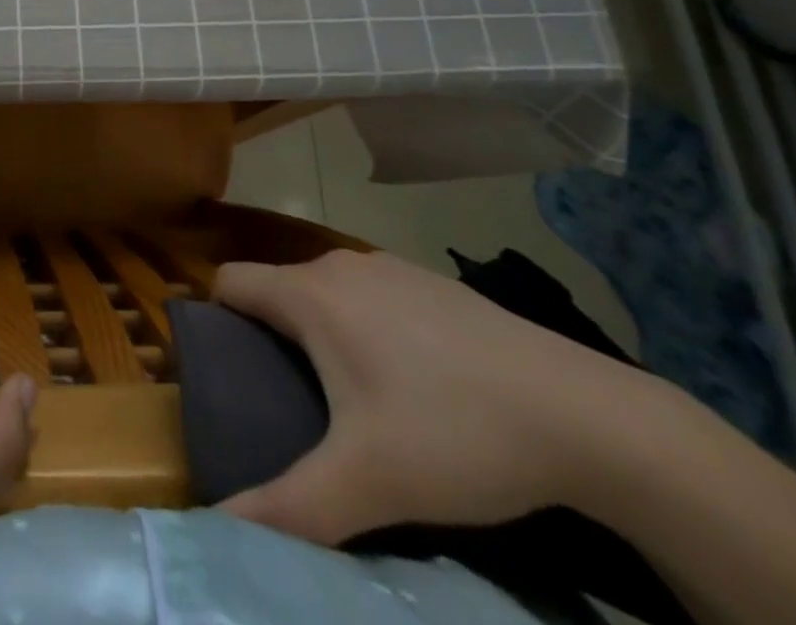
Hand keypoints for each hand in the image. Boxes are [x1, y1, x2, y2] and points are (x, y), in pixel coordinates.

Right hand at [213, 249, 670, 545]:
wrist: (581, 412)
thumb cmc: (454, 432)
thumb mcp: (367, 483)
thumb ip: (288, 508)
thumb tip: (217, 530)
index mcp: (310, 295)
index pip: (230, 282)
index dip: (214, 320)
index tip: (224, 371)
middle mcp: (340, 266)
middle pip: (277, 290)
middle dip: (268, 336)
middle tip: (284, 404)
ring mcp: (389, 267)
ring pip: (325, 292)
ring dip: (319, 332)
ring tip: (346, 399)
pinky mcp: (431, 281)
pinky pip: (370, 295)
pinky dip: (365, 326)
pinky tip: (409, 381)